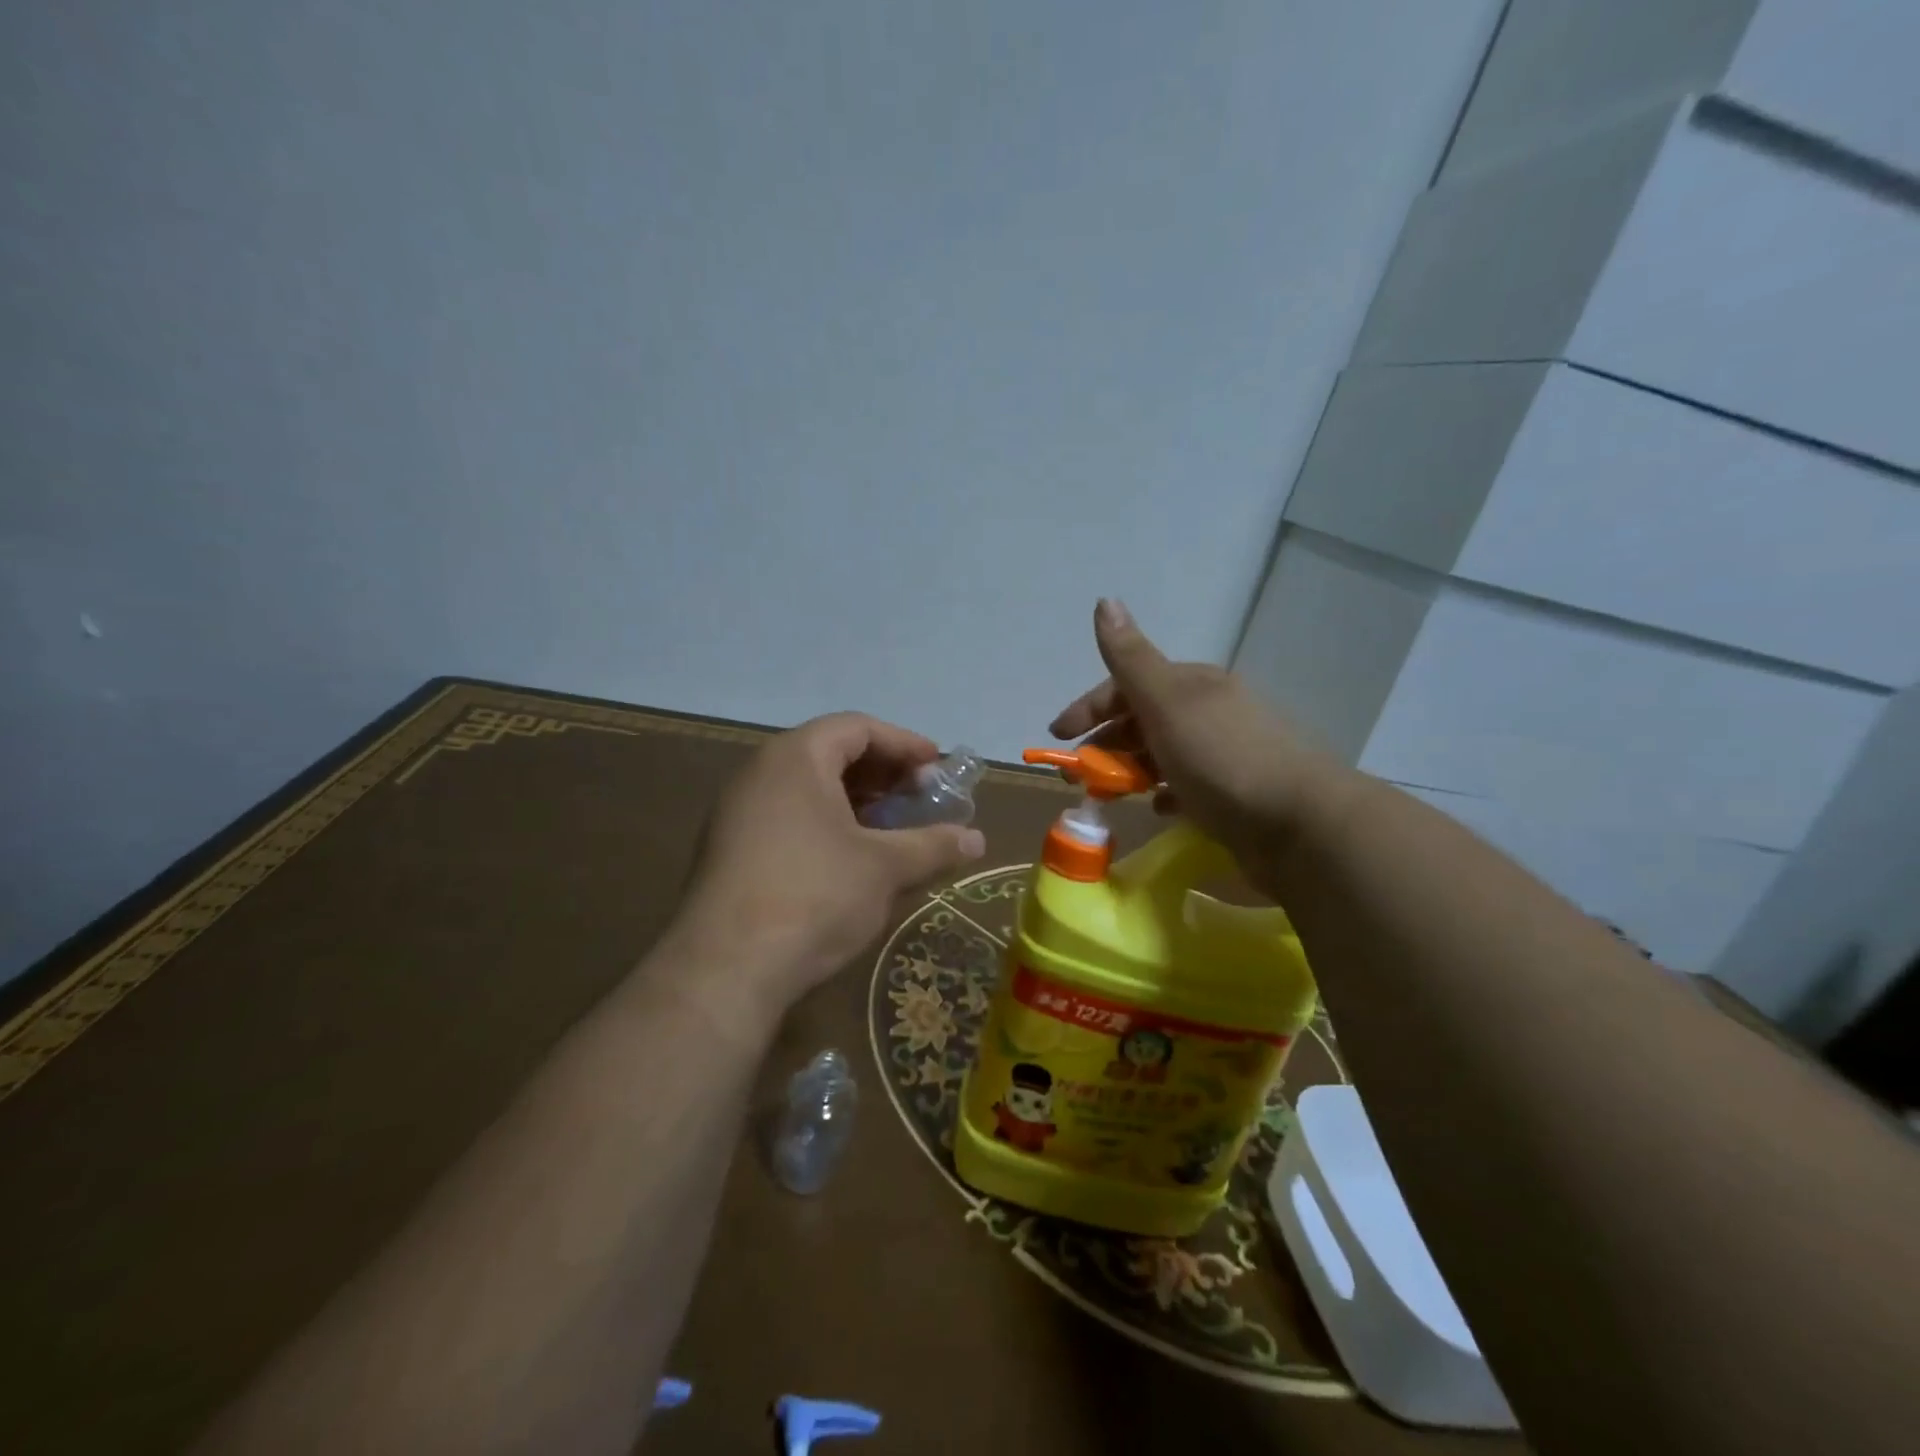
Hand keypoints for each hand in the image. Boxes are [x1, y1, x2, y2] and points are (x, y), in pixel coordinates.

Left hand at [662, 713, 985, 1022]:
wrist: (724, 970)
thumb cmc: (814, 896)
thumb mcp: (885, 868)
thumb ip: (933, 845)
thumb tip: (977, 840)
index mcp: (796, 758)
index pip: (857, 728)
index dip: (904, 743)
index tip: (937, 766)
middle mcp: (760, 773)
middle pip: (831, 753)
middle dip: (883, 773)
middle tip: (920, 798)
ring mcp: (738, 812)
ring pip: (808, 788)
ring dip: (857, 801)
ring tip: (892, 828)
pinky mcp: (729, 850)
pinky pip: (788, 817)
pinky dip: (827, 824)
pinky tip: (852, 858)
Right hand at [1049, 599, 1344, 880]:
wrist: (1299, 823)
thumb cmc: (1221, 758)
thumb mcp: (1167, 702)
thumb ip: (1130, 659)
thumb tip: (1105, 600)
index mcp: (1192, 684)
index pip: (1127, 684)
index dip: (1089, 707)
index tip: (1058, 736)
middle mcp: (1209, 710)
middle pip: (1143, 719)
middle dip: (1105, 742)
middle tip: (1077, 774)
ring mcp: (1225, 751)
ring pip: (1162, 753)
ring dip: (1130, 769)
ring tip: (1110, 794)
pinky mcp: (1235, 791)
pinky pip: (1187, 785)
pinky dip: (1164, 792)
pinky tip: (1158, 808)